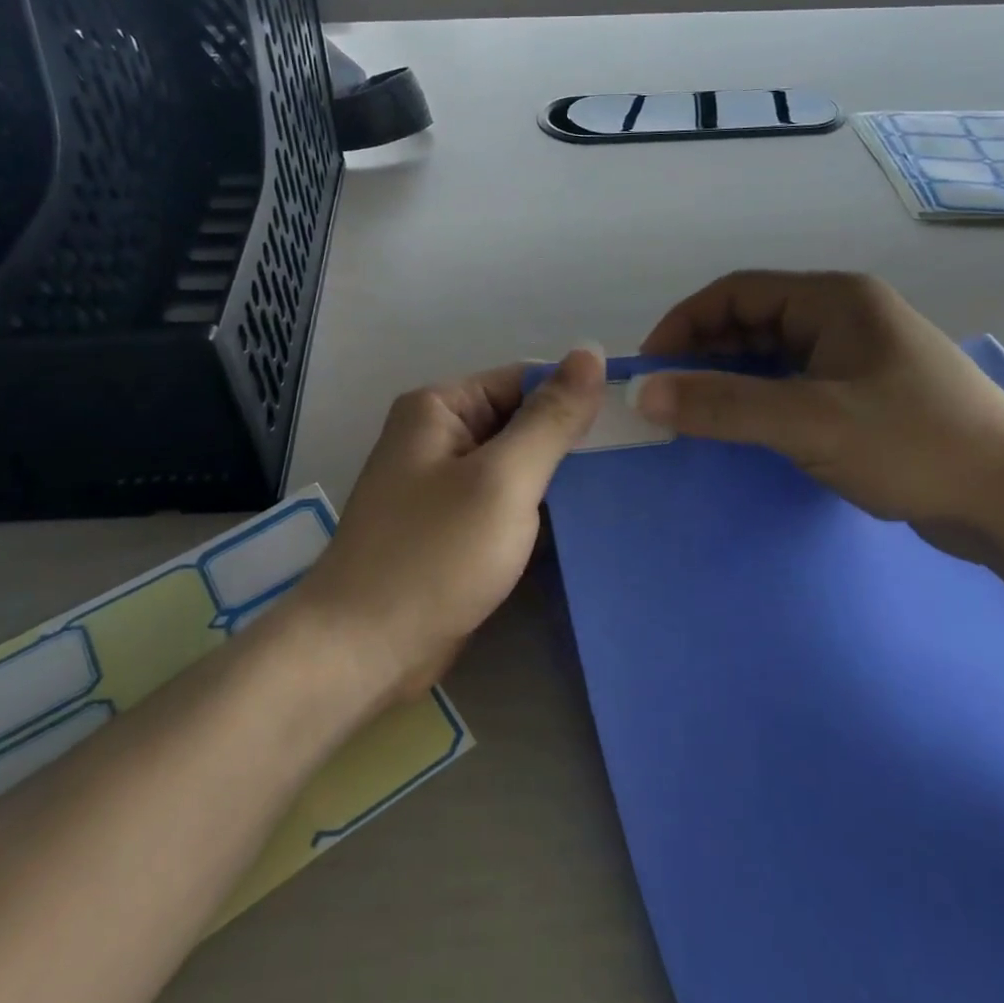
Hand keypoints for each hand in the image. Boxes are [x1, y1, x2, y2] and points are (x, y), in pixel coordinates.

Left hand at [296, 349, 604, 703]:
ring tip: (625, 486)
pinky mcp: (451, 529)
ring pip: (516, 467)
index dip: (577, 395)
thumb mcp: (503, 479)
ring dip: (560, 479)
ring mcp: (443, 486)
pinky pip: (504, 504)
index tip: (636, 419)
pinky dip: (539, 511)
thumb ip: (550, 418)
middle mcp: (438, 437)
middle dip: (572, 441)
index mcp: (440, 407)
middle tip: (639, 456)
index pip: (524, 380)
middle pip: (520, 421)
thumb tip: (591, 351)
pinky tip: (586, 523)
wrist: (363, 651)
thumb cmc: (433, 555)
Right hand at [636, 271, 1003, 546]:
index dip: (684, 323)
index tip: (649, 368)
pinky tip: (741, 427)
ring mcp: (856, 356)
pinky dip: (758, 400)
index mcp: (833, 299)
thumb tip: (643, 393)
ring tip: (694, 414)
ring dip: (729, 378)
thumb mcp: (810, 421)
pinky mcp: (863, 395)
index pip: (736, 292)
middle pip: (751, 321)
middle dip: (703, 353)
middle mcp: (843, 316)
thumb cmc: (914, 443)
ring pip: (771, 355)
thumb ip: (724, 405)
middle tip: (666, 396)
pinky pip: (792, 384)